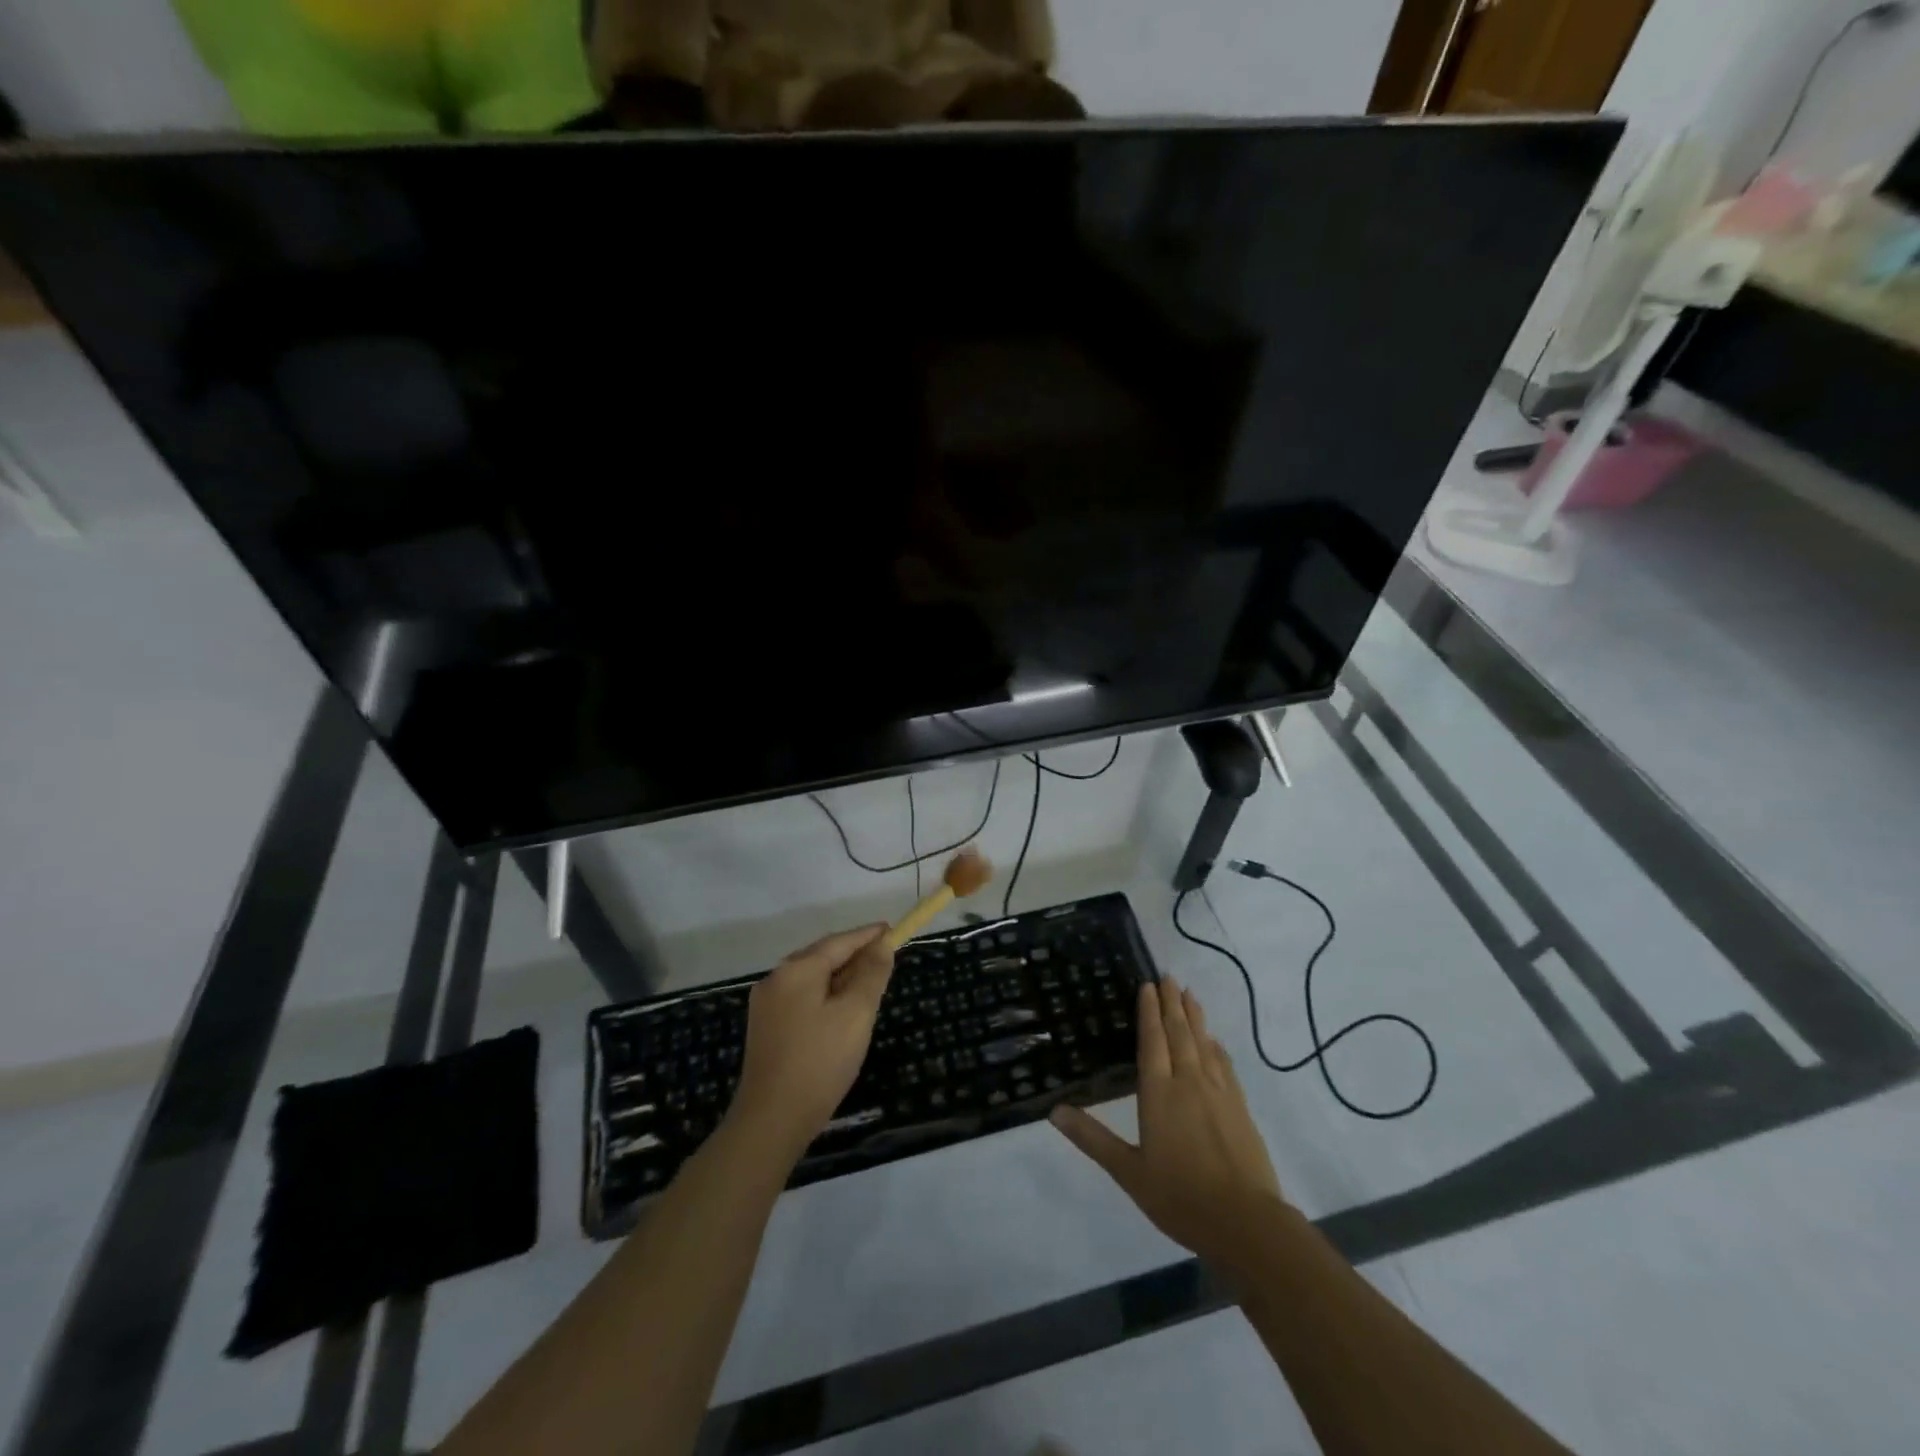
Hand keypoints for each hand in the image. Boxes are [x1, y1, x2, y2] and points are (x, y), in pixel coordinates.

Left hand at [728, 925, 894, 1160]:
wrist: (771, 1121)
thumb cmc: (820, 1061)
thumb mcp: (856, 1014)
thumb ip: (871, 974)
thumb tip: (882, 945)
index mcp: (796, 970)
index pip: (840, 941)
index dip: (868, 935)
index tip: (892, 930)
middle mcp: (776, 979)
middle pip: (823, 957)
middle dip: (855, 956)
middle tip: (886, 959)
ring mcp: (767, 1005)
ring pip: (812, 979)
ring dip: (841, 978)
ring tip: (869, 985)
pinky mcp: (766, 1029)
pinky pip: (803, 999)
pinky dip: (826, 996)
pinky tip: (842, 1012)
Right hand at [1051, 978, 1282, 1268]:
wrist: (1246, 1222)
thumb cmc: (1181, 1197)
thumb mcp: (1128, 1172)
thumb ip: (1093, 1138)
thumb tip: (1054, 1111)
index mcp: (1158, 1093)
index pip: (1152, 1041)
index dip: (1149, 1011)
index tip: (1147, 985)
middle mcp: (1188, 1082)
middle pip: (1179, 1033)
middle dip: (1172, 1003)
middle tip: (1168, 976)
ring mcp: (1218, 1093)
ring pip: (1203, 1044)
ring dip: (1195, 1017)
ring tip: (1189, 994)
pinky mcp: (1240, 1108)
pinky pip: (1225, 1066)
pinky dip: (1217, 1048)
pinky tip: (1215, 1042)